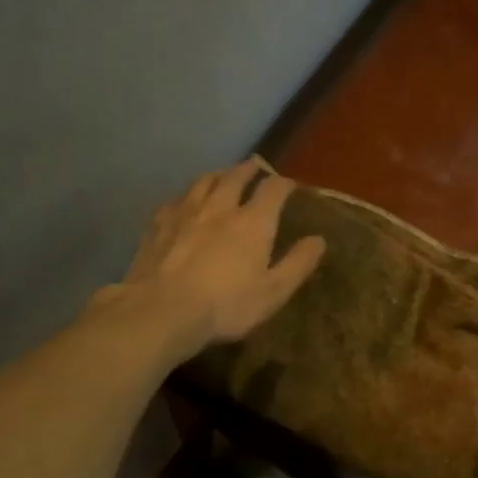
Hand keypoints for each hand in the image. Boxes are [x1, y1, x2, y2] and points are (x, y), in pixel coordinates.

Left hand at [98, 158, 325, 359]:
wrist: (162, 311)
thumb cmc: (225, 306)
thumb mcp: (273, 292)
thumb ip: (298, 264)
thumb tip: (318, 239)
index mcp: (253, 222)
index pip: (273, 189)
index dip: (284, 184)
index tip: (289, 185)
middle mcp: (220, 206)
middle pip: (236, 176)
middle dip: (249, 169)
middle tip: (255, 166)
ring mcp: (185, 212)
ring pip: (204, 181)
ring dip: (218, 174)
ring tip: (223, 175)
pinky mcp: (158, 224)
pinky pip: (176, 199)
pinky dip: (187, 195)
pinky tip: (184, 201)